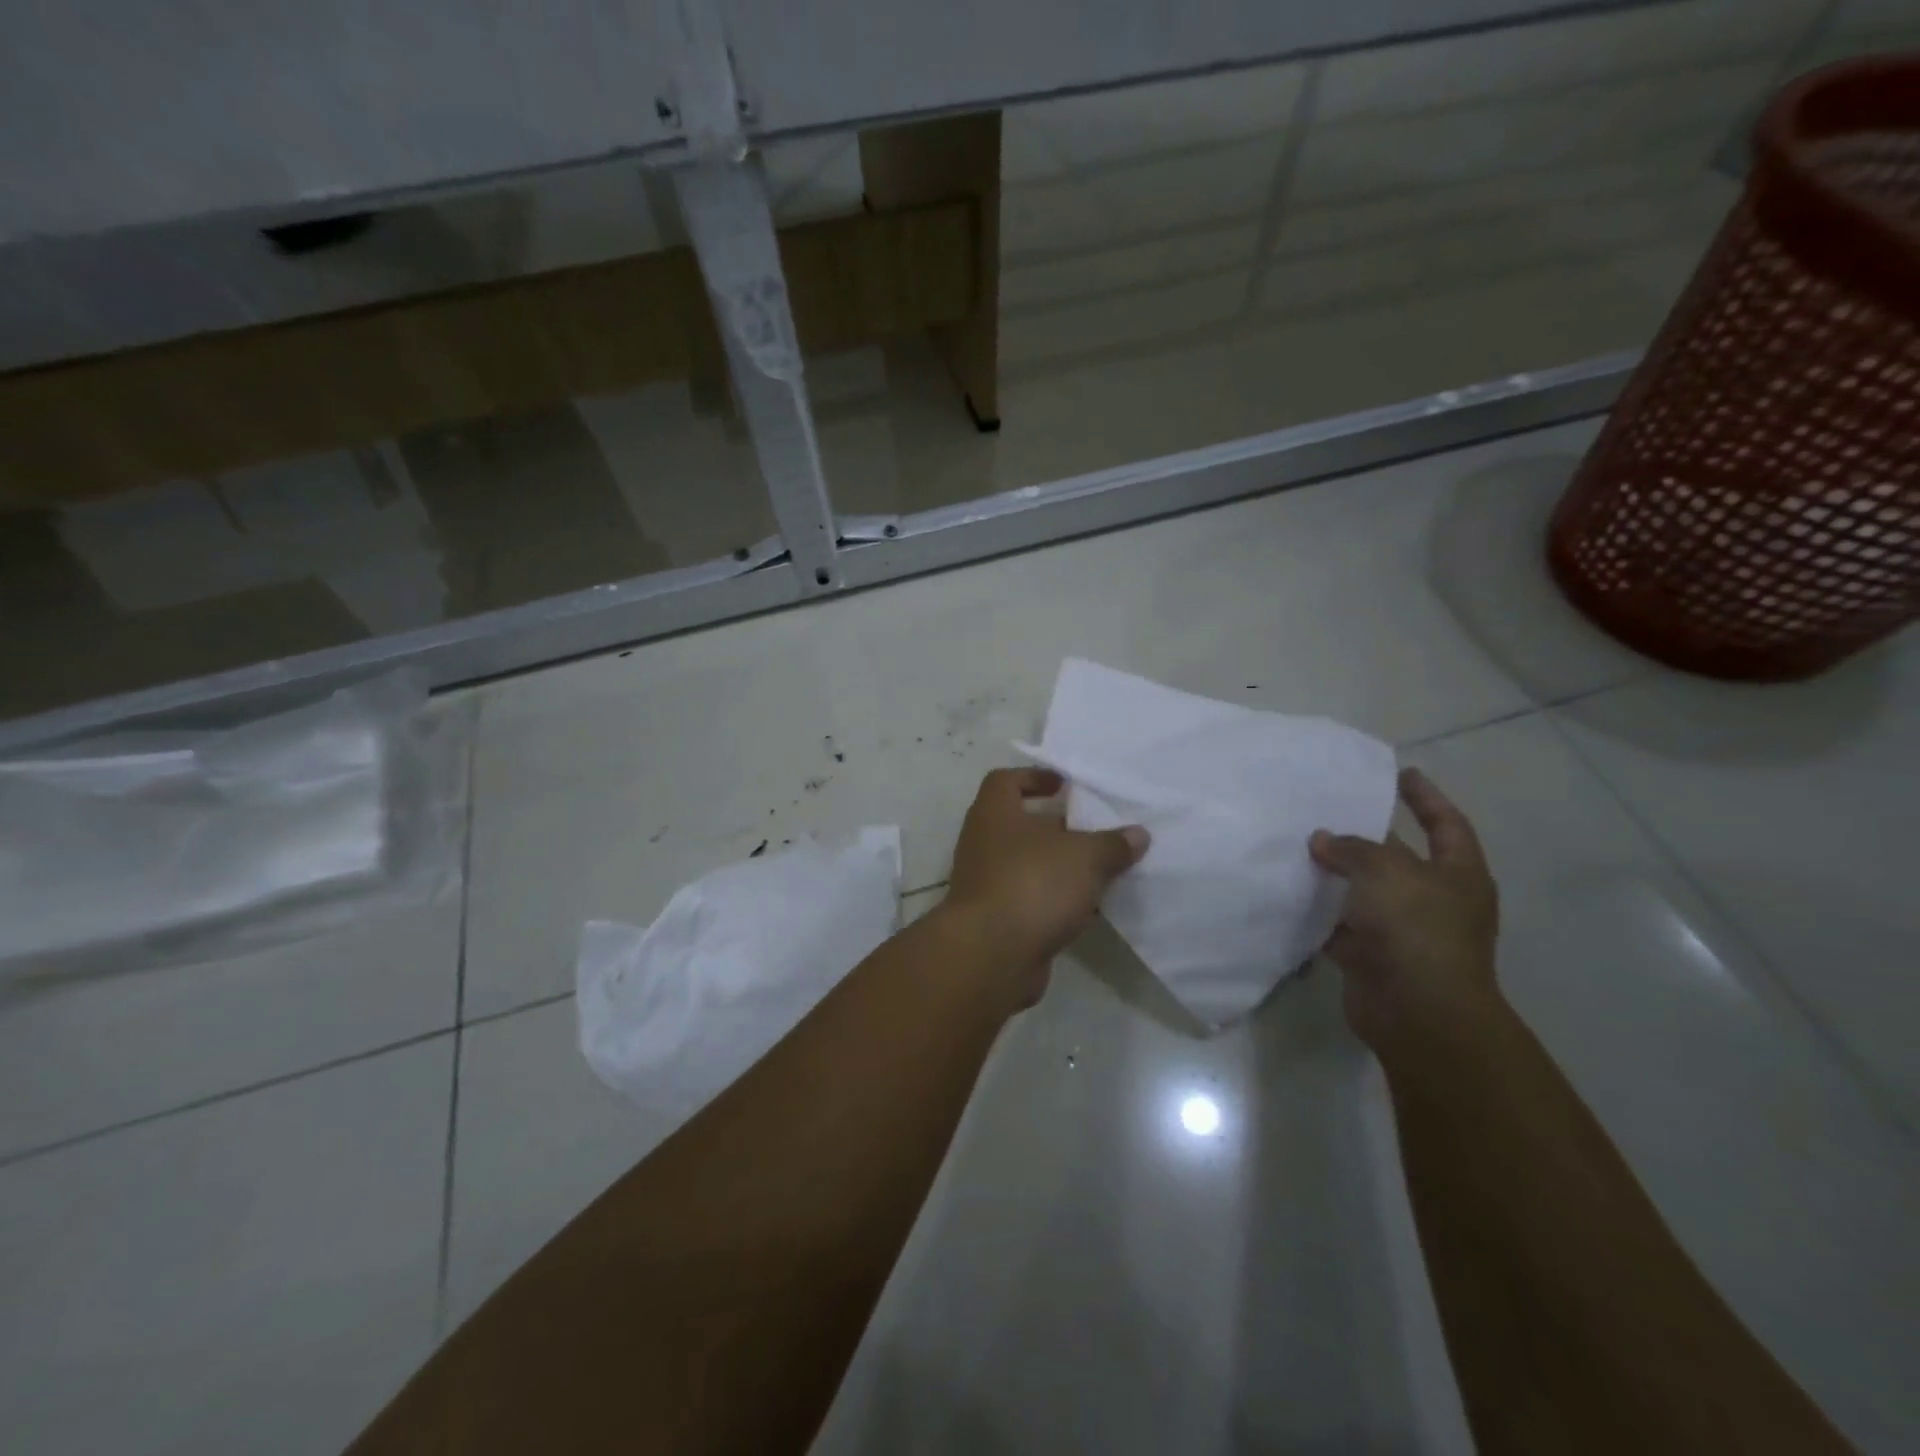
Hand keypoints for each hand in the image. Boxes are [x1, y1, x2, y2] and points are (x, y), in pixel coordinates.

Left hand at [939, 768, 1148, 1004]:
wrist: (992, 954)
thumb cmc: (1033, 884)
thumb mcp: (1084, 857)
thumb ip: (1112, 844)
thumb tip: (1137, 834)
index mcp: (994, 813)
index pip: (1005, 781)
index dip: (1034, 777)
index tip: (1065, 786)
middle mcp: (984, 842)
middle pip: (1021, 824)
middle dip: (1058, 827)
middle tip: (1097, 830)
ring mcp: (986, 882)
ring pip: (1028, 865)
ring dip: (1060, 867)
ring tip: (1102, 870)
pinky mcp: (996, 919)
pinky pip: (1030, 899)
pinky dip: (1055, 900)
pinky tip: (1089, 908)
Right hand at [1309, 767, 1499, 1048]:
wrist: (1417, 1011)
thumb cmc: (1417, 929)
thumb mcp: (1386, 871)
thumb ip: (1352, 848)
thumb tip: (1321, 840)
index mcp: (1458, 874)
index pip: (1446, 824)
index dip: (1425, 797)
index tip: (1400, 773)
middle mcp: (1434, 900)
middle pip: (1397, 856)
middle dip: (1364, 835)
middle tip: (1326, 808)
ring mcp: (1402, 930)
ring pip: (1364, 892)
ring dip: (1335, 874)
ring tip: (1296, 845)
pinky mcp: (1371, 955)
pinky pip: (1340, 925)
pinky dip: (1318, 912)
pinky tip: (1287, 892)